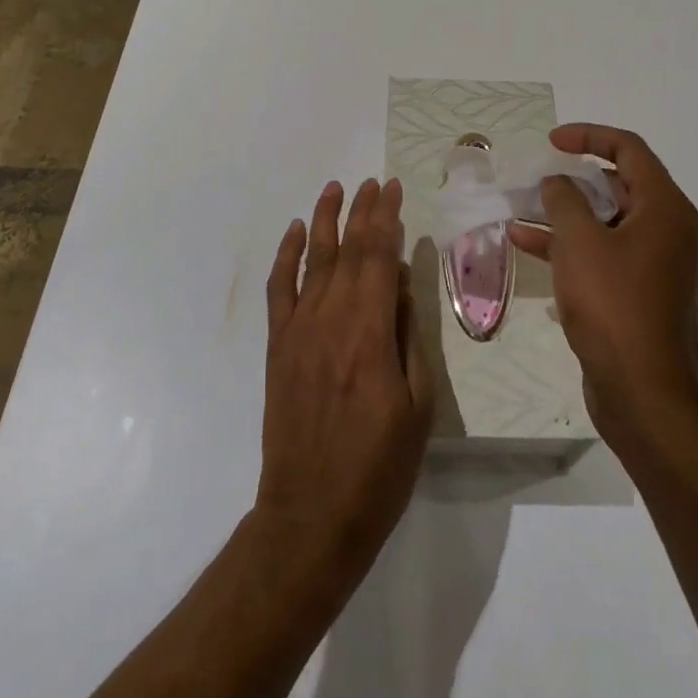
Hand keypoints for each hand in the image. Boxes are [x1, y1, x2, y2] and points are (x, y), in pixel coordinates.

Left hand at [257, 178, 433, 580]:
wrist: (311, 516)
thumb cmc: (378, 467)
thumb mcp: (418, 406)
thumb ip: (408, 337)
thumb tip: (400, 284)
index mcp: (371, 332)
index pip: (380, 257)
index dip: (387, 218)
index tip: (394, 188)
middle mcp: (332, 319)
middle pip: (349, 250)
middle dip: (363, 210)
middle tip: (374, 181)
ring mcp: (299, 330)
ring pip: (315, 259)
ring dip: (326, 219)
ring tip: (336, 187)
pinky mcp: (279, 346)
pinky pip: (280, 289)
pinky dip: (286, 256)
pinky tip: (296, 232)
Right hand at [509, 125, 697, 443]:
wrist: (644, 395)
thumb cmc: (614, 305)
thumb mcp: (580, 242)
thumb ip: (564, 199)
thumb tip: (558, 182)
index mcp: (663, 207)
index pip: (628, 149)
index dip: (589, 136)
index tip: (552, 142)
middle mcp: (665, 228)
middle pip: (617, 184)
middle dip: (572, 177)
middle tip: (536, 175)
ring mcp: (652, 262)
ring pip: (603, 220)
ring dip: (563, 212)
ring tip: (520, 207)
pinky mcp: (635, 292)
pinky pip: (600, 253)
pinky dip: (567, 245)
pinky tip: (524, 243)